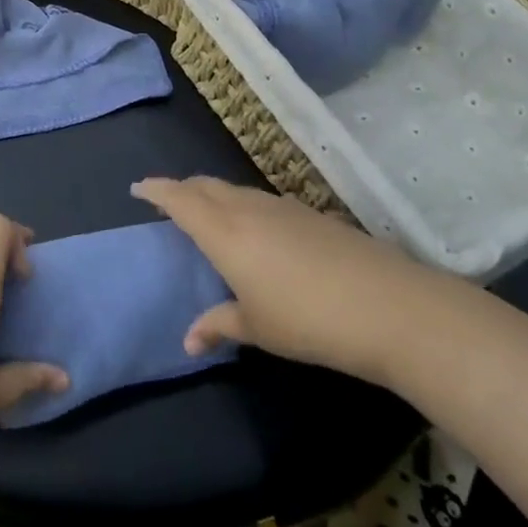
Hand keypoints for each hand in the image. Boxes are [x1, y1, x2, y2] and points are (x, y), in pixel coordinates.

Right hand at [133, 176, 462, 388]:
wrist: (390, 307)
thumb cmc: (308, 320)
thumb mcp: (258, 329)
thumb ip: (219, 325)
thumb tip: (189, 340)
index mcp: (223, 231)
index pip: (179, 199)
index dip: (156, 190)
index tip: (137, 188)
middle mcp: (248, 209)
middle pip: (205, 185)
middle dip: (182, 188)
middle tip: (168, 201)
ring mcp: (282, 207)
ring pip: (234, 190)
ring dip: (213, 195)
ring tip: (207, 213)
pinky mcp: (310, 214)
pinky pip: (261, 200)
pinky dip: (242, 205)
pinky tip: (255, 229)